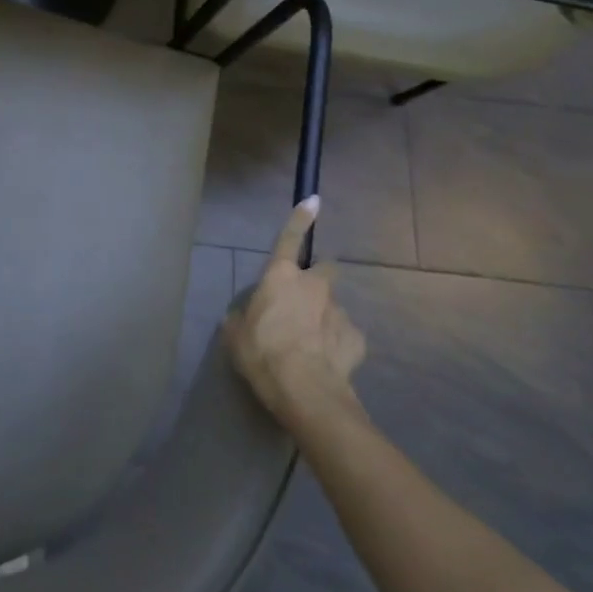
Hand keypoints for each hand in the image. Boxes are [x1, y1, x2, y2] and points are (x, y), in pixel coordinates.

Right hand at [224, 196, 367, 428]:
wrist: (305, 391)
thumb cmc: (262, 353)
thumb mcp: (235, 334)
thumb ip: (241, 317)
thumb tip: (245, 316)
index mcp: (280, 277)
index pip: (289, 238)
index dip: (299, 218)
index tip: (313, 200)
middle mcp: (313, 285)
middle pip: (323, 268)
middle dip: (317, 278)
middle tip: (304, 301)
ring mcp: (339, 310)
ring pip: (332, 306)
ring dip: (323, 317)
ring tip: (311, 346)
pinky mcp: (357, 338)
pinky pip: (345, 335)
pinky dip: (337, 344)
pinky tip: (326, 362)